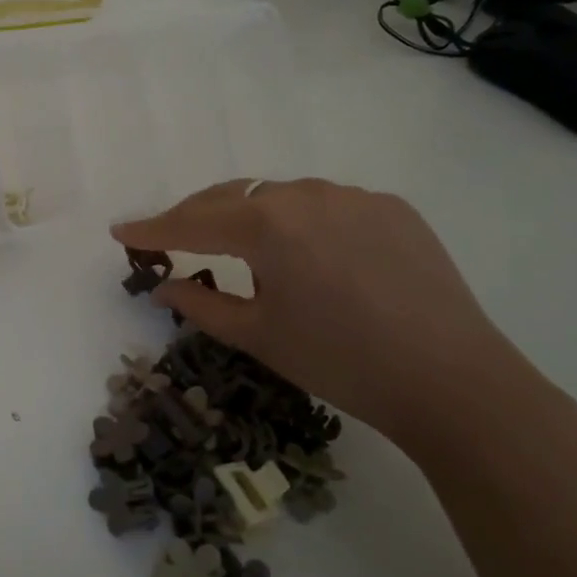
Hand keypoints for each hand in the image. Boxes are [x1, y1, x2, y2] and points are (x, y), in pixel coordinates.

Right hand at [112, 178, 531, 454]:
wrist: (455, 382)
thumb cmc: (341, 362)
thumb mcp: (258, 337)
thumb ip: (201, 304)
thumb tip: (163, 284)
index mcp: (267, 225)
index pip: (192, 222)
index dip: (152, 228)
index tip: (120, 230)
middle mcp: (306, 195)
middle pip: (232, 196)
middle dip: (195, 215)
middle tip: (169, 237)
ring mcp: (354, 196)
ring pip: (280, 195)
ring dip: (249, 215)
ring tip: (240, 248)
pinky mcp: (392, 208)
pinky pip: (327, 204)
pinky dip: (301, 221)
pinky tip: (310, 253)